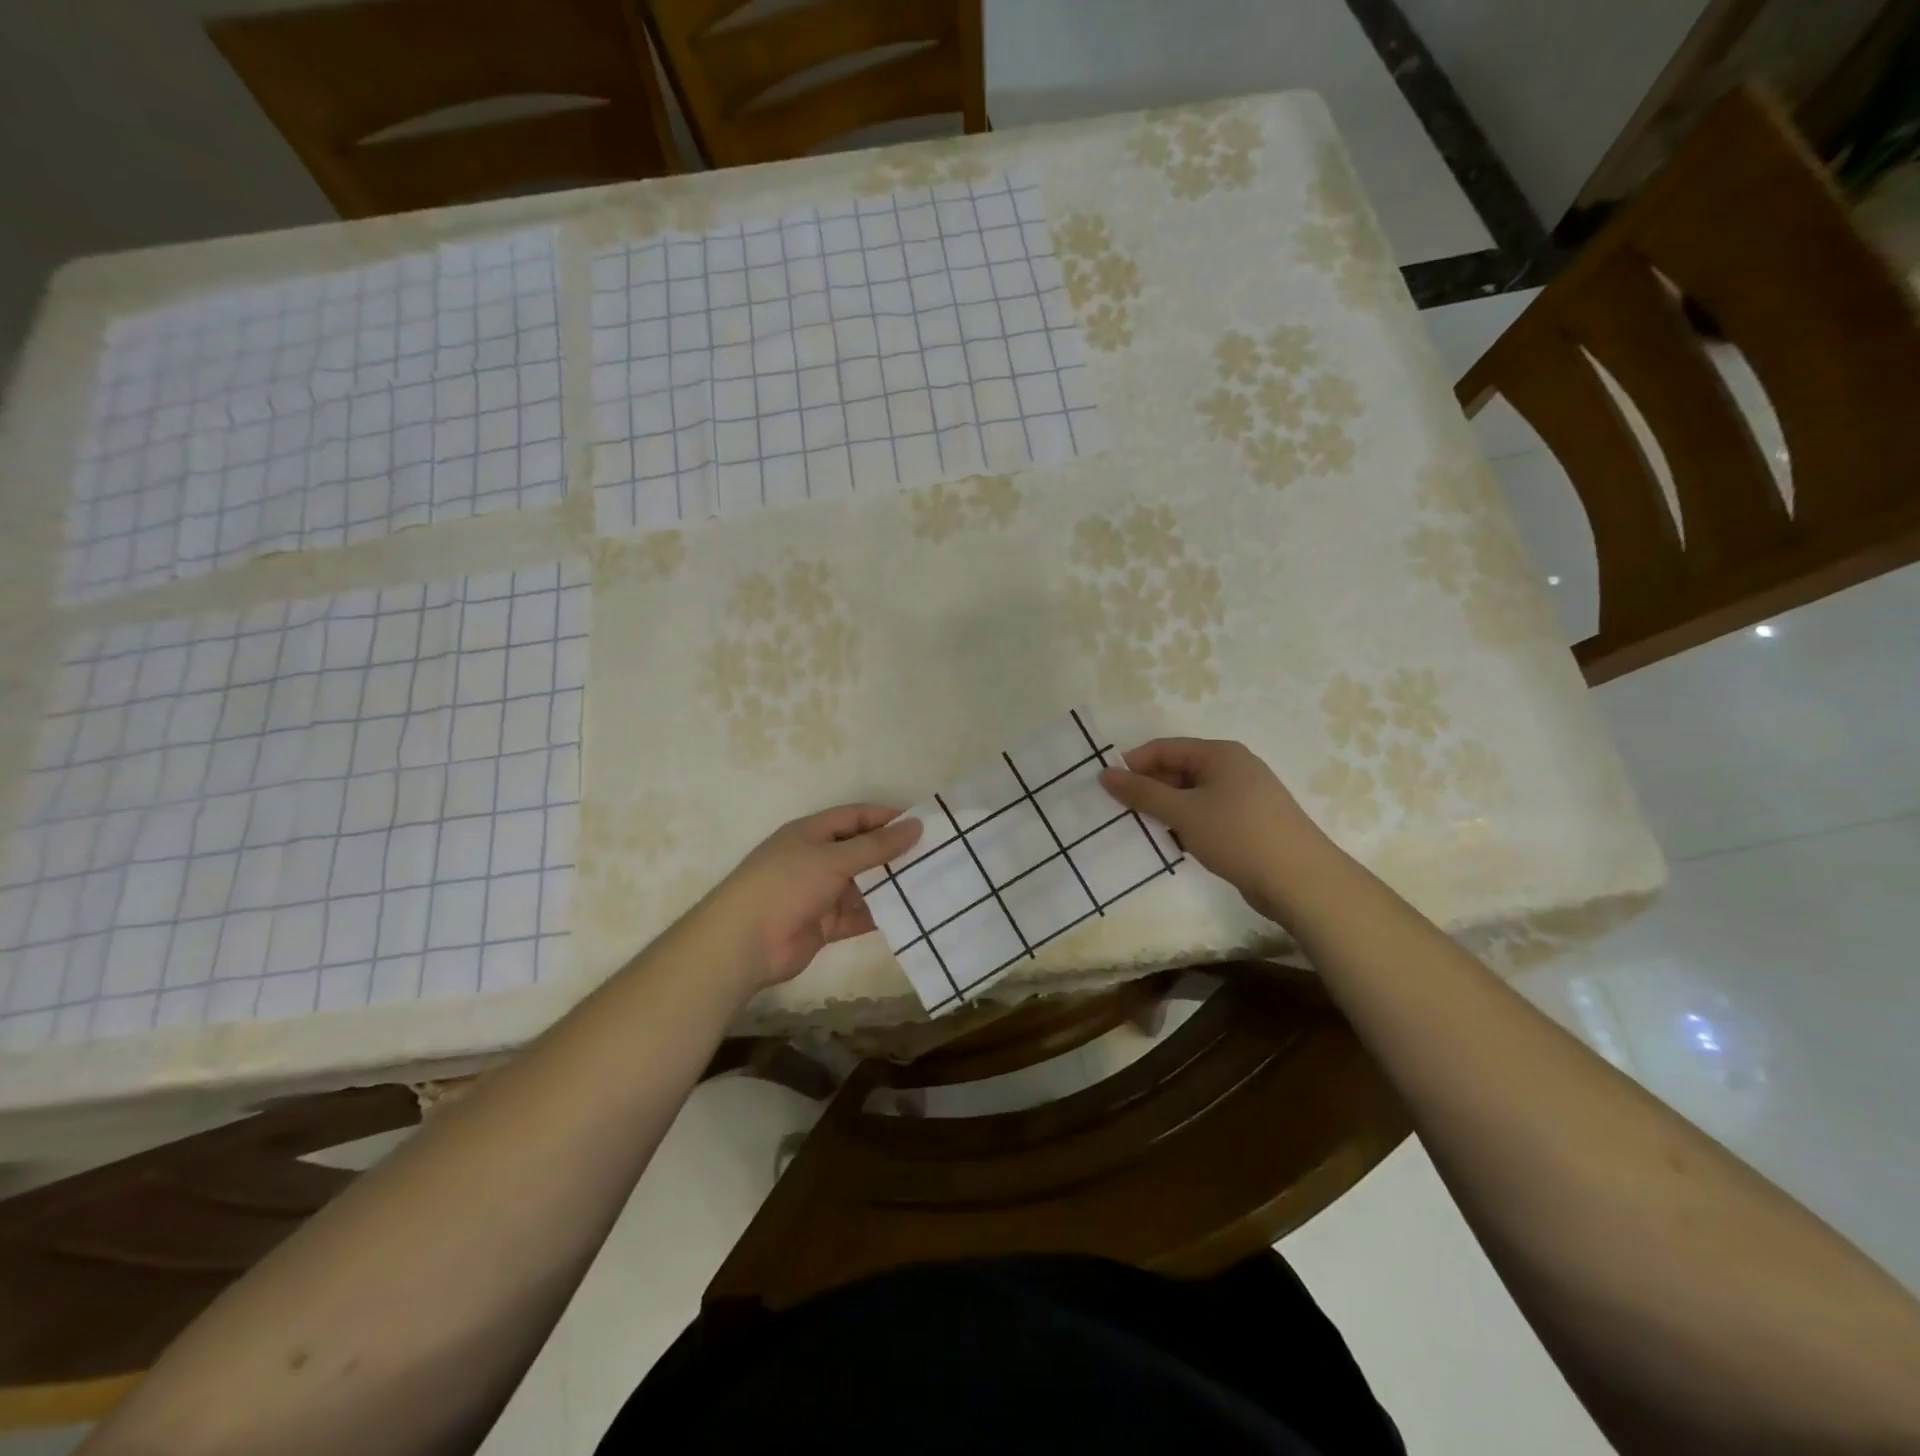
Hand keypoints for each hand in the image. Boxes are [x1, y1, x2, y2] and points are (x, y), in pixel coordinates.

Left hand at [697, 805, 922, 991]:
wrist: (744, 944)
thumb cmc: (786, 885)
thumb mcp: (833, 858)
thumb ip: (876, 846)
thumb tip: (915, 826)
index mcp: (812, 833)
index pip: (856, 817)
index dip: (887, 818)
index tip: (923, 825)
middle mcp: (816, 859)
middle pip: (861, 850)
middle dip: (894, 853)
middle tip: (934, 856)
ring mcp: (820, 893)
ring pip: (862, 885)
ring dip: (890, 886)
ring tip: (930, 885)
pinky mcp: (824, 925)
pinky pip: (858, 915)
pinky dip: (879, 915)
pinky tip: (910, 915)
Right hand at [1100, 738, 1335, 923]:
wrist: (1300, 880)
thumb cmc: (1237, 835)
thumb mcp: (1183, 812)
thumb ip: (1142, 793)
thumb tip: (1106, 774)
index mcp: (1220, 754)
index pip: (1165, 748)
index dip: (1134, 764)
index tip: (1107, 787)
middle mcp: (1234, 767)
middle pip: (1179, 769)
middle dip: (1149, 788)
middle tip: (1119, 812)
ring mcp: (1245, 795)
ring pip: (1192, 794)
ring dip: (1166, 809)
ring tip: (1141, 829)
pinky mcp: (1250, 822)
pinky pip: (1208, 813)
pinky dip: (1187, 823)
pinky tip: (1173, 843)